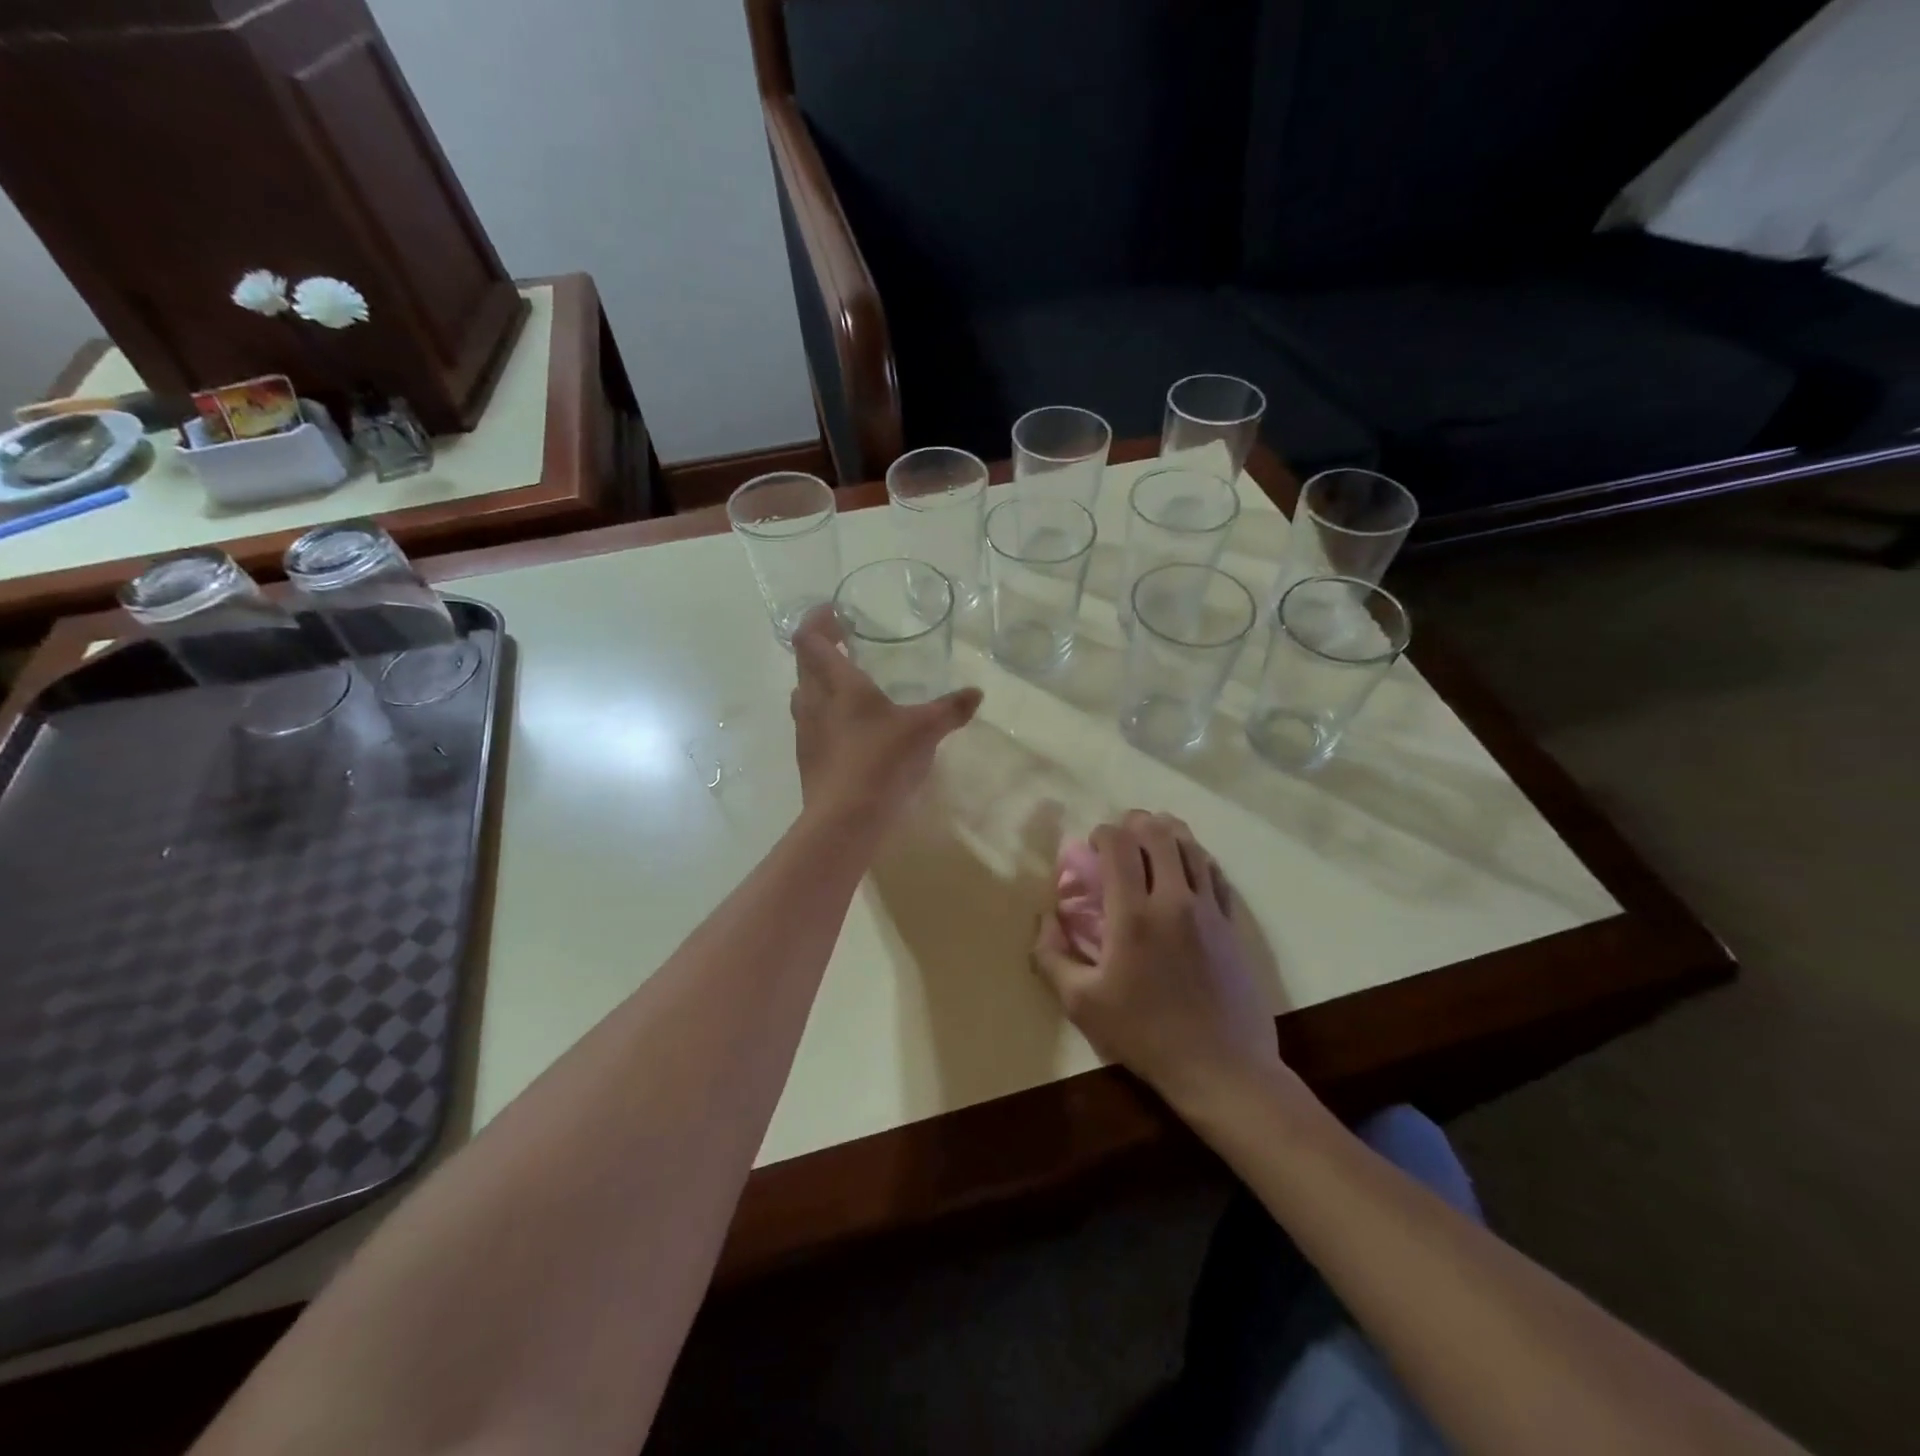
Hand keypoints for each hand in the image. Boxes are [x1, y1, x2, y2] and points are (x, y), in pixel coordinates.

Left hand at [790, 605, 981, 827]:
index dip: (817, 620)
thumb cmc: (881, 762)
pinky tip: (851, 731)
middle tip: (846, 644)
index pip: (810, 639)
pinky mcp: (807, 760)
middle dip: (821, 649)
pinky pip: (811, 725)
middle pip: (804, 664)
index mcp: (838, 685)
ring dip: (820, 683)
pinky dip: (825, 716)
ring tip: (849, 686)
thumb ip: (950, 710)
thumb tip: (976, 694)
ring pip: (804, 695)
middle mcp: (814, 702)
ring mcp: (806, 733)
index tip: (835, 613)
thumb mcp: (924, 731)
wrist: (844, 820)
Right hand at [1031, 812, 1281, 1108]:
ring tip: (1152, 838)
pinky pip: (1215, 873)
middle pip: (1159, 834)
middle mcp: (1174, 900)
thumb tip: (1045, 919)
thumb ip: (1052, 957)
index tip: (1092, 845)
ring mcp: (1209, 910)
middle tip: (1121, 838)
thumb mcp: (1082, 1004)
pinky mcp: (1232, 925)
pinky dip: (1197, 857)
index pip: (1119, 846)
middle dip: (1136, 823)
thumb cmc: (1145, 1035)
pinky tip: (1188, 864)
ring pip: (1192, 847)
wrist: (1222, 1067)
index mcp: (1133, 915)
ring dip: (1168, 833)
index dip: (1103, 833)